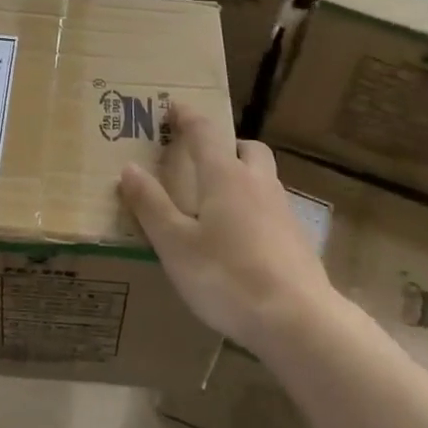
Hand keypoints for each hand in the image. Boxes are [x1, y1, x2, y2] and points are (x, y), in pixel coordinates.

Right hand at [118, 108, 335, 352]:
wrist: (296, 320)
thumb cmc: (226, 277)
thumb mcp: (175, 244)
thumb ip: (151, 205)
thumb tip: (129, 168)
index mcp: (226, 177)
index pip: (205, 133)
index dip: (188, 117)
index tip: (174, 107)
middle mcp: (259, 184)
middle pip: (248, 148)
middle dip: (226, 145)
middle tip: (203, 159)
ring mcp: (284, 211)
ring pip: (264, 178)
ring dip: (243, 176)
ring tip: (218, 202)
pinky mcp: (297, 239)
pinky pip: (273, 208)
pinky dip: (255, 209)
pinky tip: (242, 239)